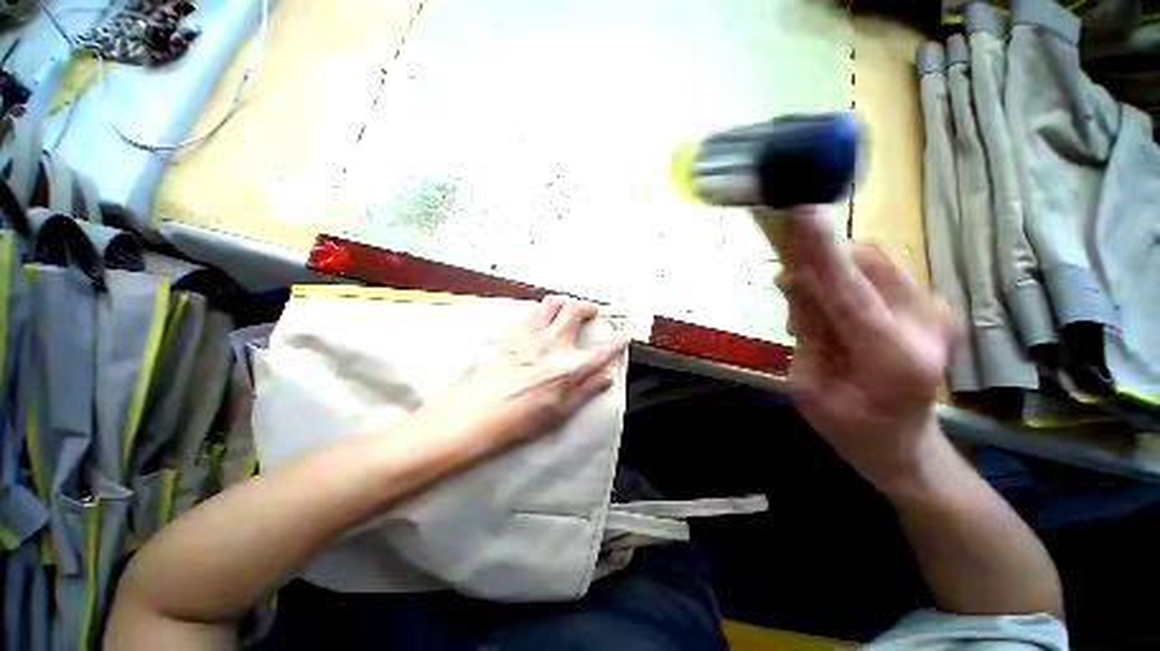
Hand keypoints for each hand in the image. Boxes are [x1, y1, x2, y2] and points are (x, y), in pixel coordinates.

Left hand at [411, 295, 630, 457]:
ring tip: (567, 308)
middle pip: (575, 310)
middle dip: (588, 307)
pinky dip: (541, 310)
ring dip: (564, 302)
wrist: (481, 413)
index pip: (602, 350)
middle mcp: (553, 344)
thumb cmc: (524, 419)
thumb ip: (588, 390)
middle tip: (591, 312)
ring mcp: (531, 335)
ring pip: (552, 303)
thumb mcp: (563, 412)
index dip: (617, 341)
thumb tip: (608, 376)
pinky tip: (541, 318)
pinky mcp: (512, 333)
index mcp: (569, 368)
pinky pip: (530, 311)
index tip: (623, 335)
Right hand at [775, 206, 958, 490]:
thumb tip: (793, 278)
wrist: (904, 448)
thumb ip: (805, 329)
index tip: (799, 212)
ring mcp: (939, 313)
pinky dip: (849, 279)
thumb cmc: (849, 430)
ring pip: (875, 261)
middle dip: (822, 261)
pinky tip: (836, 309)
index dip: (821, 252)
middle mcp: (929, 326)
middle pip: (868, 263)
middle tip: (789, 282)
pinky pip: (881, 273)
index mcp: (893, 359)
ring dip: (833, 271)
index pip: (851, 292)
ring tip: (812, 308)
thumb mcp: (808, 386)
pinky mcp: (936, 306)